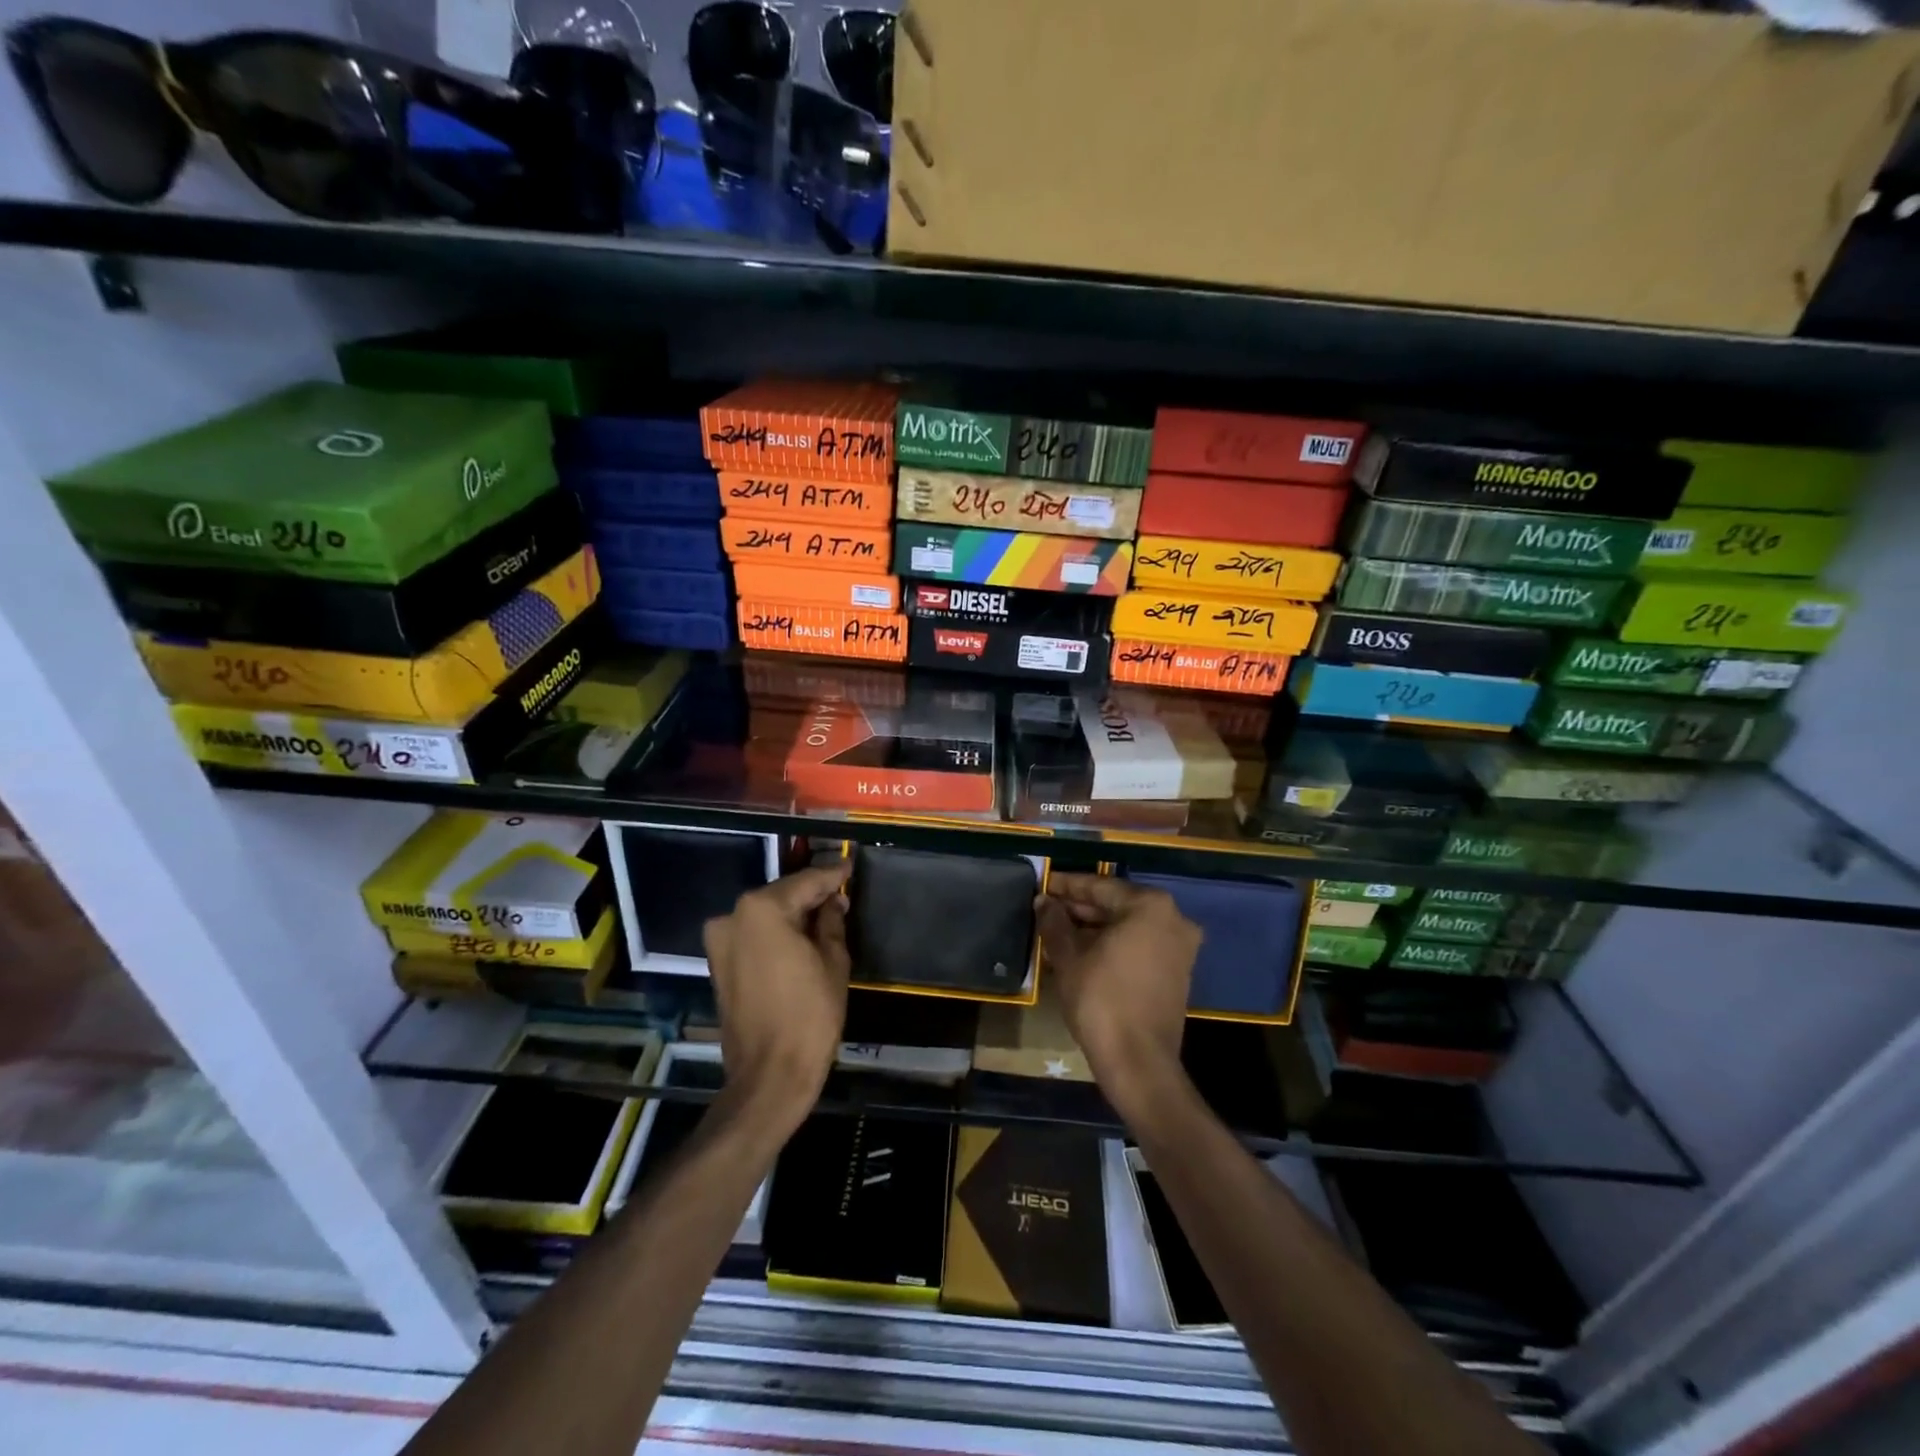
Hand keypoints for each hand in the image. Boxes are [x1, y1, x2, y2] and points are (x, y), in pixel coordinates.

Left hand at [702, 862, 851, 1135]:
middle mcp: (733, 916)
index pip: (806, 881)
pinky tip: (801, 938)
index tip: (850, 865)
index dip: (832, 874)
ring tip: (826, 918)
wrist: (768, 1077)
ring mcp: (720, 941)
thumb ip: (831, 922)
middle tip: (842, 896)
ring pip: (766, 915)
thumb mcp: (833, 961)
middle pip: (782, 895)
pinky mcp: (719, 964)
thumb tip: (832, 902)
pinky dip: (776, 933)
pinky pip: (754, 935)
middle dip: (812, 895)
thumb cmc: (809, 1016)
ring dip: (794, 914)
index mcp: (762, 909)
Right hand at [1036, 873, 1201, 1122]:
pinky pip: (1139, 946)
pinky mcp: (1178, 972)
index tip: (1042, 884)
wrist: (1139, 1063)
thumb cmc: (1101, 1000)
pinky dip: (1112, 946)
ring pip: (1127, 927)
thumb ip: (1054, 922)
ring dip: (1094, 929)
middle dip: (1080, 909)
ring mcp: (1180, 947)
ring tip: (1057, 932)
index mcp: (1149, 906)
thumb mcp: (1068, 957)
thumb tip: (1044, 901)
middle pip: (1116, 905)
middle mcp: (1173, 918)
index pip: (1099, 887)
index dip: (1066, 886)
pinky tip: (1081, 952)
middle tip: (1046, 910)